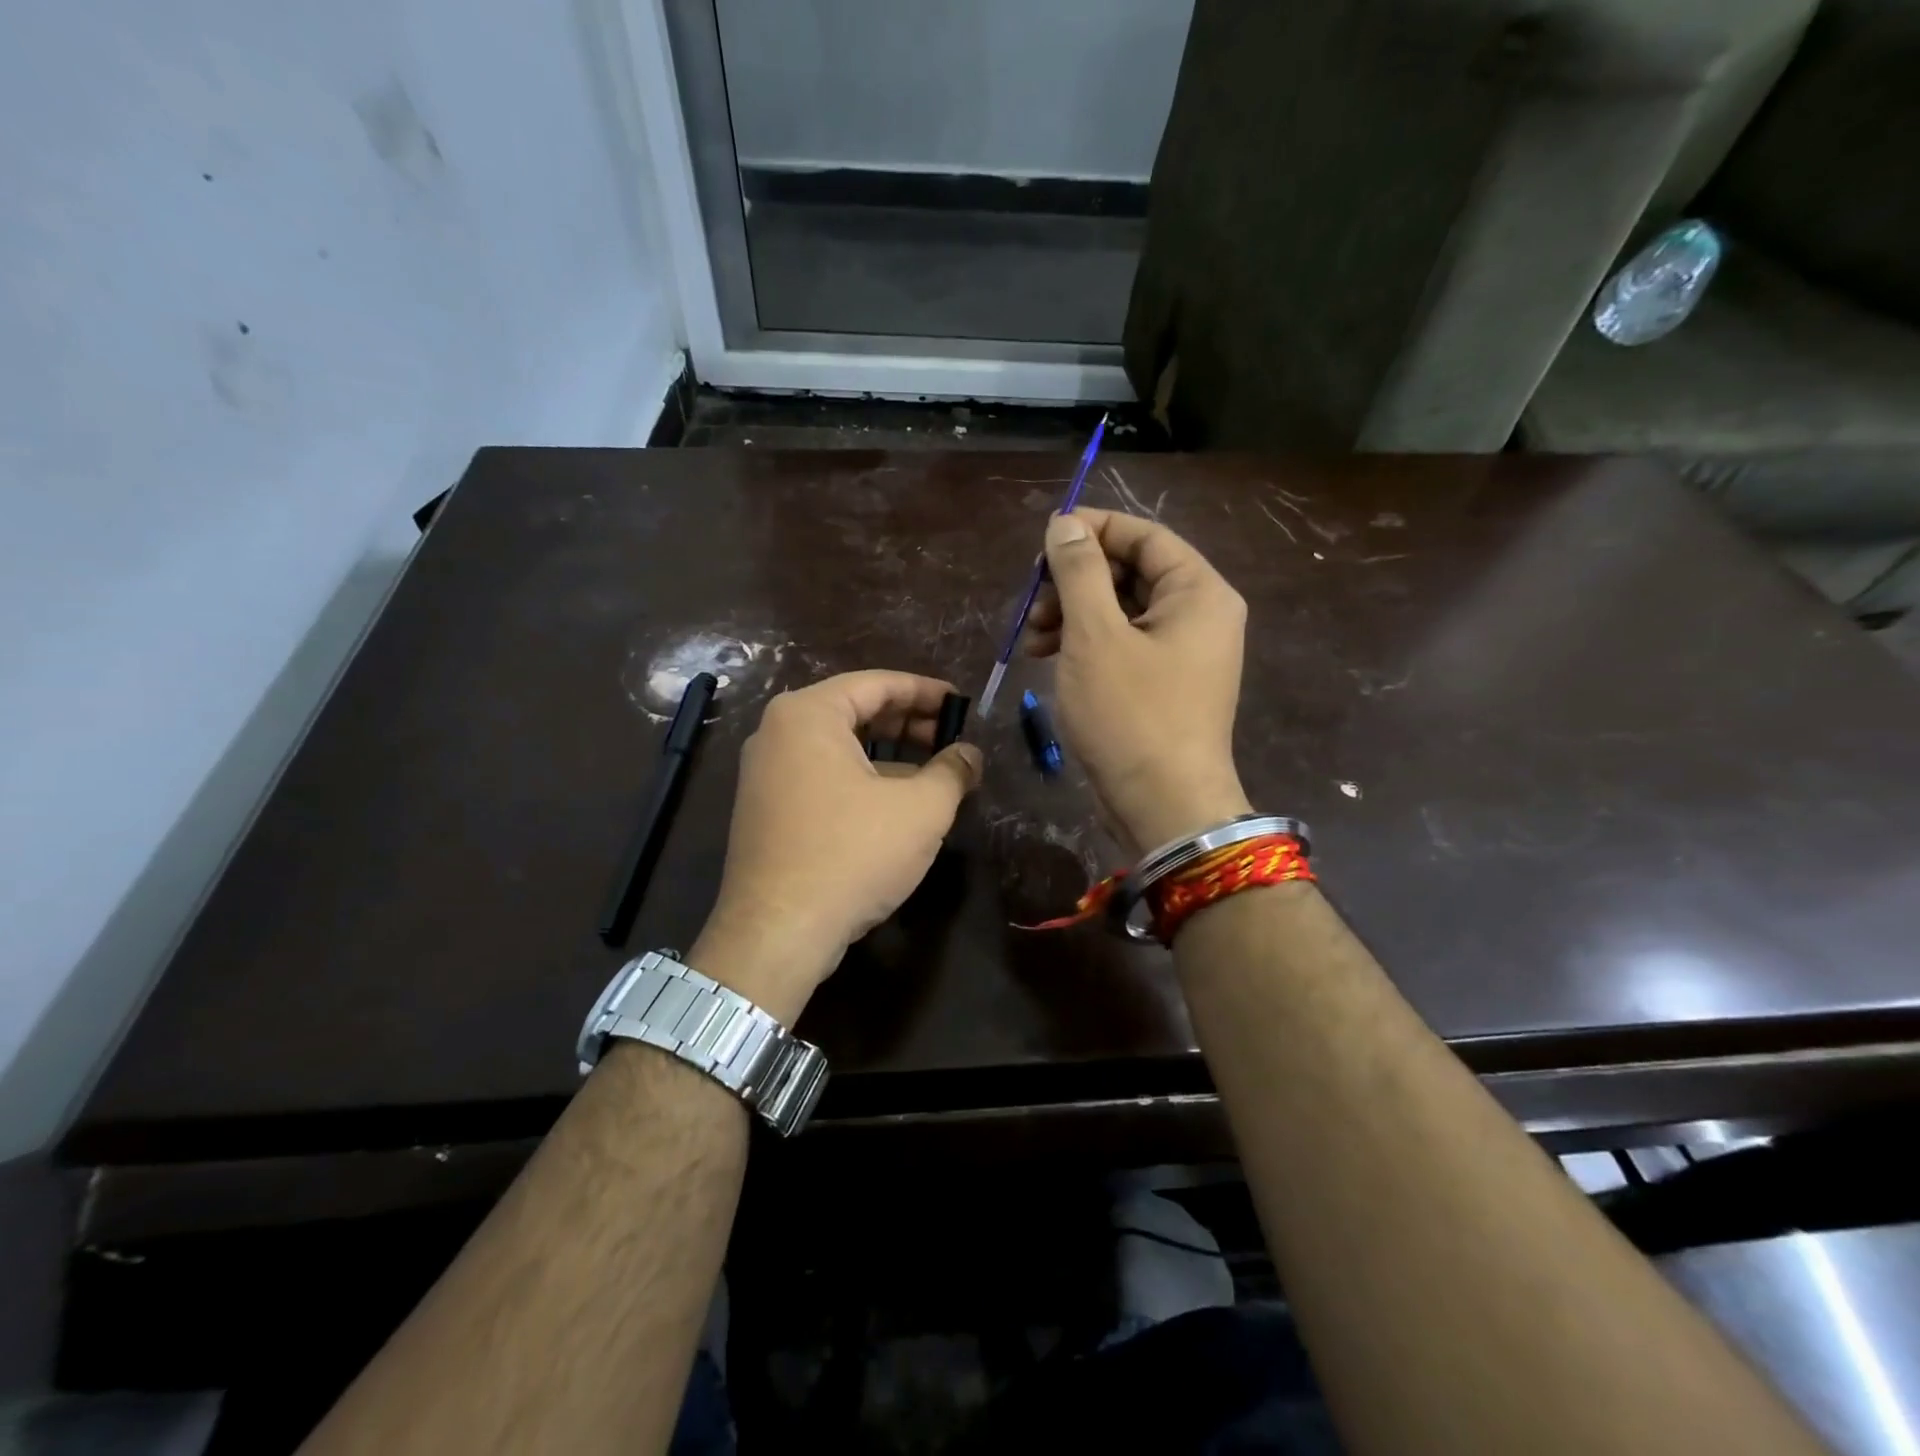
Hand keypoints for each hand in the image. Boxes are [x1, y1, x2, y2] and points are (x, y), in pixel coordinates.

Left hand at [691, 671, 981, 1022]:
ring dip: (889, 755)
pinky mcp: (766, 809)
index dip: (926, 691)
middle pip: (855, 711)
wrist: (777, 933)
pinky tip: (897, 804)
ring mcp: (765, 773)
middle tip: (951, 739)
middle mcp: (777, 732)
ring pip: (839, 747)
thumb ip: (953, 771)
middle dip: (908, 724)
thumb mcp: (921, 809)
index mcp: (808, 714)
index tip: (962, 704)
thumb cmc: (852, 854)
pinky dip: (862, 779)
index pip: (877, 684)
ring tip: (934, 773)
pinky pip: (822, 776)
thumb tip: (971, 754)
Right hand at [1025, 508, 1250, 853]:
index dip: (1092, 530)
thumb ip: (1079, 572)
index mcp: (1198, 592)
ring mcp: (1184, 654)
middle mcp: (1200, 615)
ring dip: (1073, 615)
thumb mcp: (1094, 636)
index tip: (1043, 541)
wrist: (1162, 806)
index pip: (1145, 536)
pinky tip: (1048, 658)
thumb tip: (1065, 524)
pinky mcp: (1164, 685)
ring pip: (1121, 612)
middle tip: (1032, 601)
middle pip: (1131, 573)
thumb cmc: (1130, 715)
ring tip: (1032, 638)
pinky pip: (1123, 645)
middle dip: (1075, 582)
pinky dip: (1085, 645)